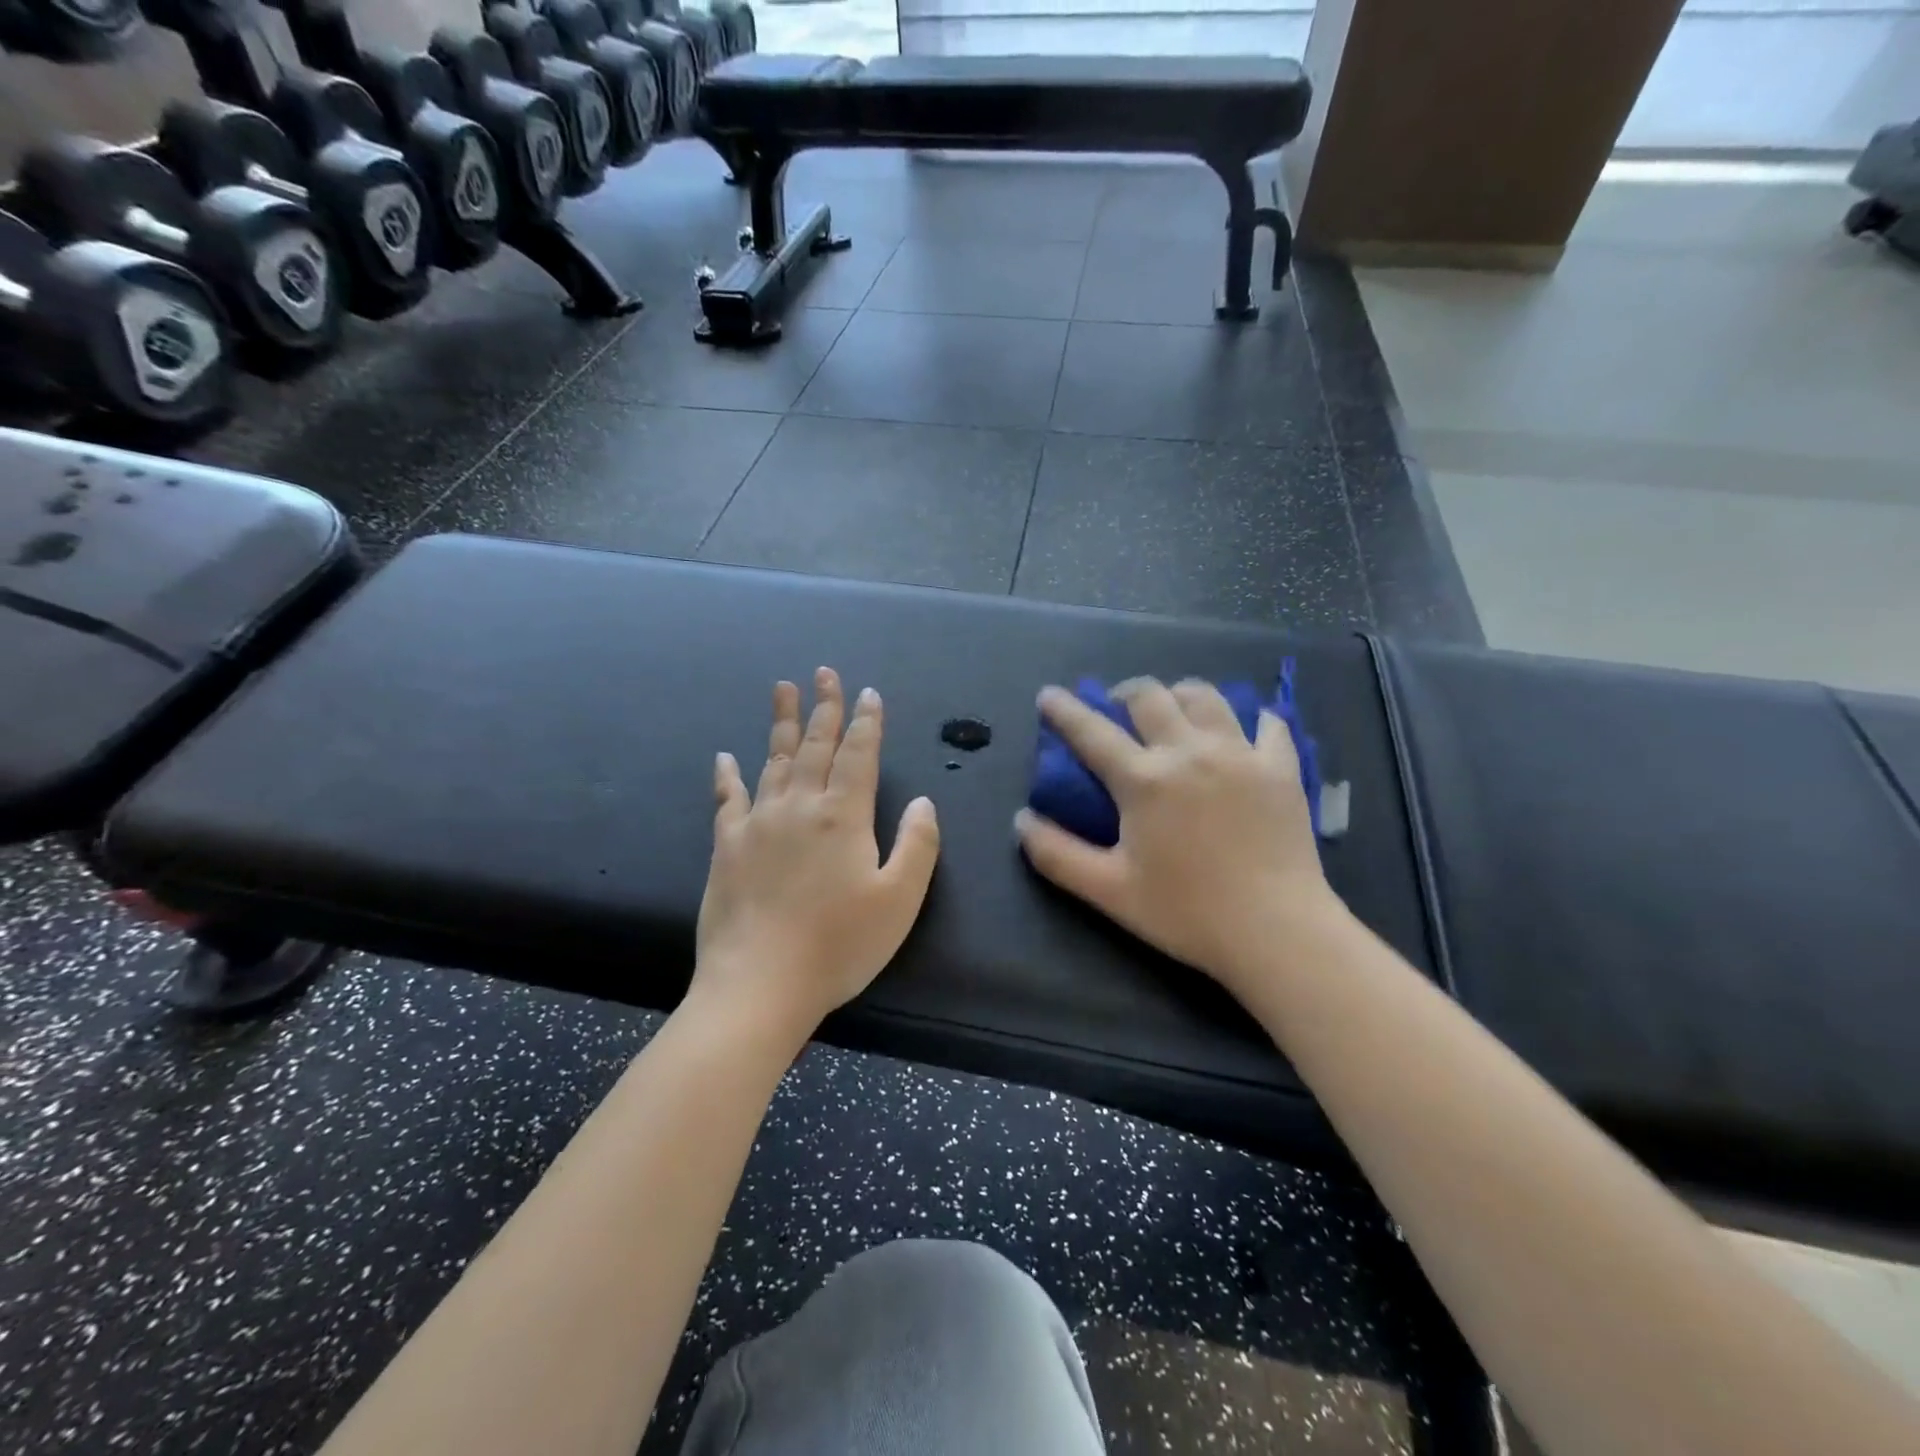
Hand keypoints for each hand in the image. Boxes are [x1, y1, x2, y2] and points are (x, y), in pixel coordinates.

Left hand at [692, 667, 940, 1041]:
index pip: (858, 756)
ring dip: (781, 723)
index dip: (866, 723)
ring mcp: (757, 823)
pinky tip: (724, 756)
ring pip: (773, 760)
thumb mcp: (900, 900)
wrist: (759, 985)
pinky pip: (727, 799)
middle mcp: (799, 807)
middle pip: (814, 746)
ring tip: (782, 688)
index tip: (868, 693)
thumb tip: (924, 801)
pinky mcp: (726, 846)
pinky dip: (727, 775)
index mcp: (843, 816)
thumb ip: (918, 845)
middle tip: (825, 672)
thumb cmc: (839, 946)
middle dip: (824, 708)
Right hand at [1015, 678, 1341, 1003]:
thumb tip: (1021, 820)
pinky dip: (1251, 719)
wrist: (1277, 931)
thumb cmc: (1187, 913)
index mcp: (1144, 780)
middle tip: (1118, 708)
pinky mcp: (1281, 768)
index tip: (1049, 694)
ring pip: (1206, 697)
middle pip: (1150, 697)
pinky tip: (1244, 731)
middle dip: (1125, 693)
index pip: (1092, 732)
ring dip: (1180, 695)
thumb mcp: (1109, 891)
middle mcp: (1189, 752)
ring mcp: (1241, 754)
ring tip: (1174, 711)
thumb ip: (1057, 854)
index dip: (1064, 710)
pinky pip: (1269, 724)